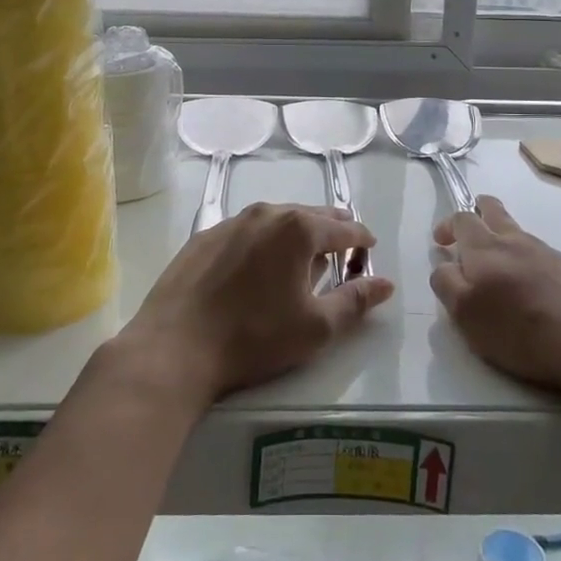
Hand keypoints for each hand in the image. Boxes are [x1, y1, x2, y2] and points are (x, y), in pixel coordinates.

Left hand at [125, 203, 394, 404]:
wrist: (175, 346)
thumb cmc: (254, 337)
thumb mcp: (316, 327)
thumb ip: (356, 301)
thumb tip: (385, 283)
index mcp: (299, 229)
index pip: (345, 228)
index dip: (363, 240)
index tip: (371, 251)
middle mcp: (267, 213)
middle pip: (311, 216)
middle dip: (332, 231)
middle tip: (344, 251)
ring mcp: (231, 222)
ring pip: (277, 220)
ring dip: (296, 234)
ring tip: (303, 258)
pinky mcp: (204, 237)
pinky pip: (247, 231)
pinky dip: (263, 241)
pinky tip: (258, 266)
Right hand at [431, 196, 560, 401]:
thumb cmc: (523, 333)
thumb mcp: (466, 316)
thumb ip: (447, 284)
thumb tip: (446, 265)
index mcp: (486, 248)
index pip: (461, 219)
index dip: (447, 226)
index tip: (440, 243)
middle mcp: (516, 241)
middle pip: (492, 209)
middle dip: (476, 211)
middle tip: (466, 233)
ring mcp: (548, 253)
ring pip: (517, 232)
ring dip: (501, 238)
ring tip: (497, 269)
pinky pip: (539, 253)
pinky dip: (525, 259)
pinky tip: (530, 289)